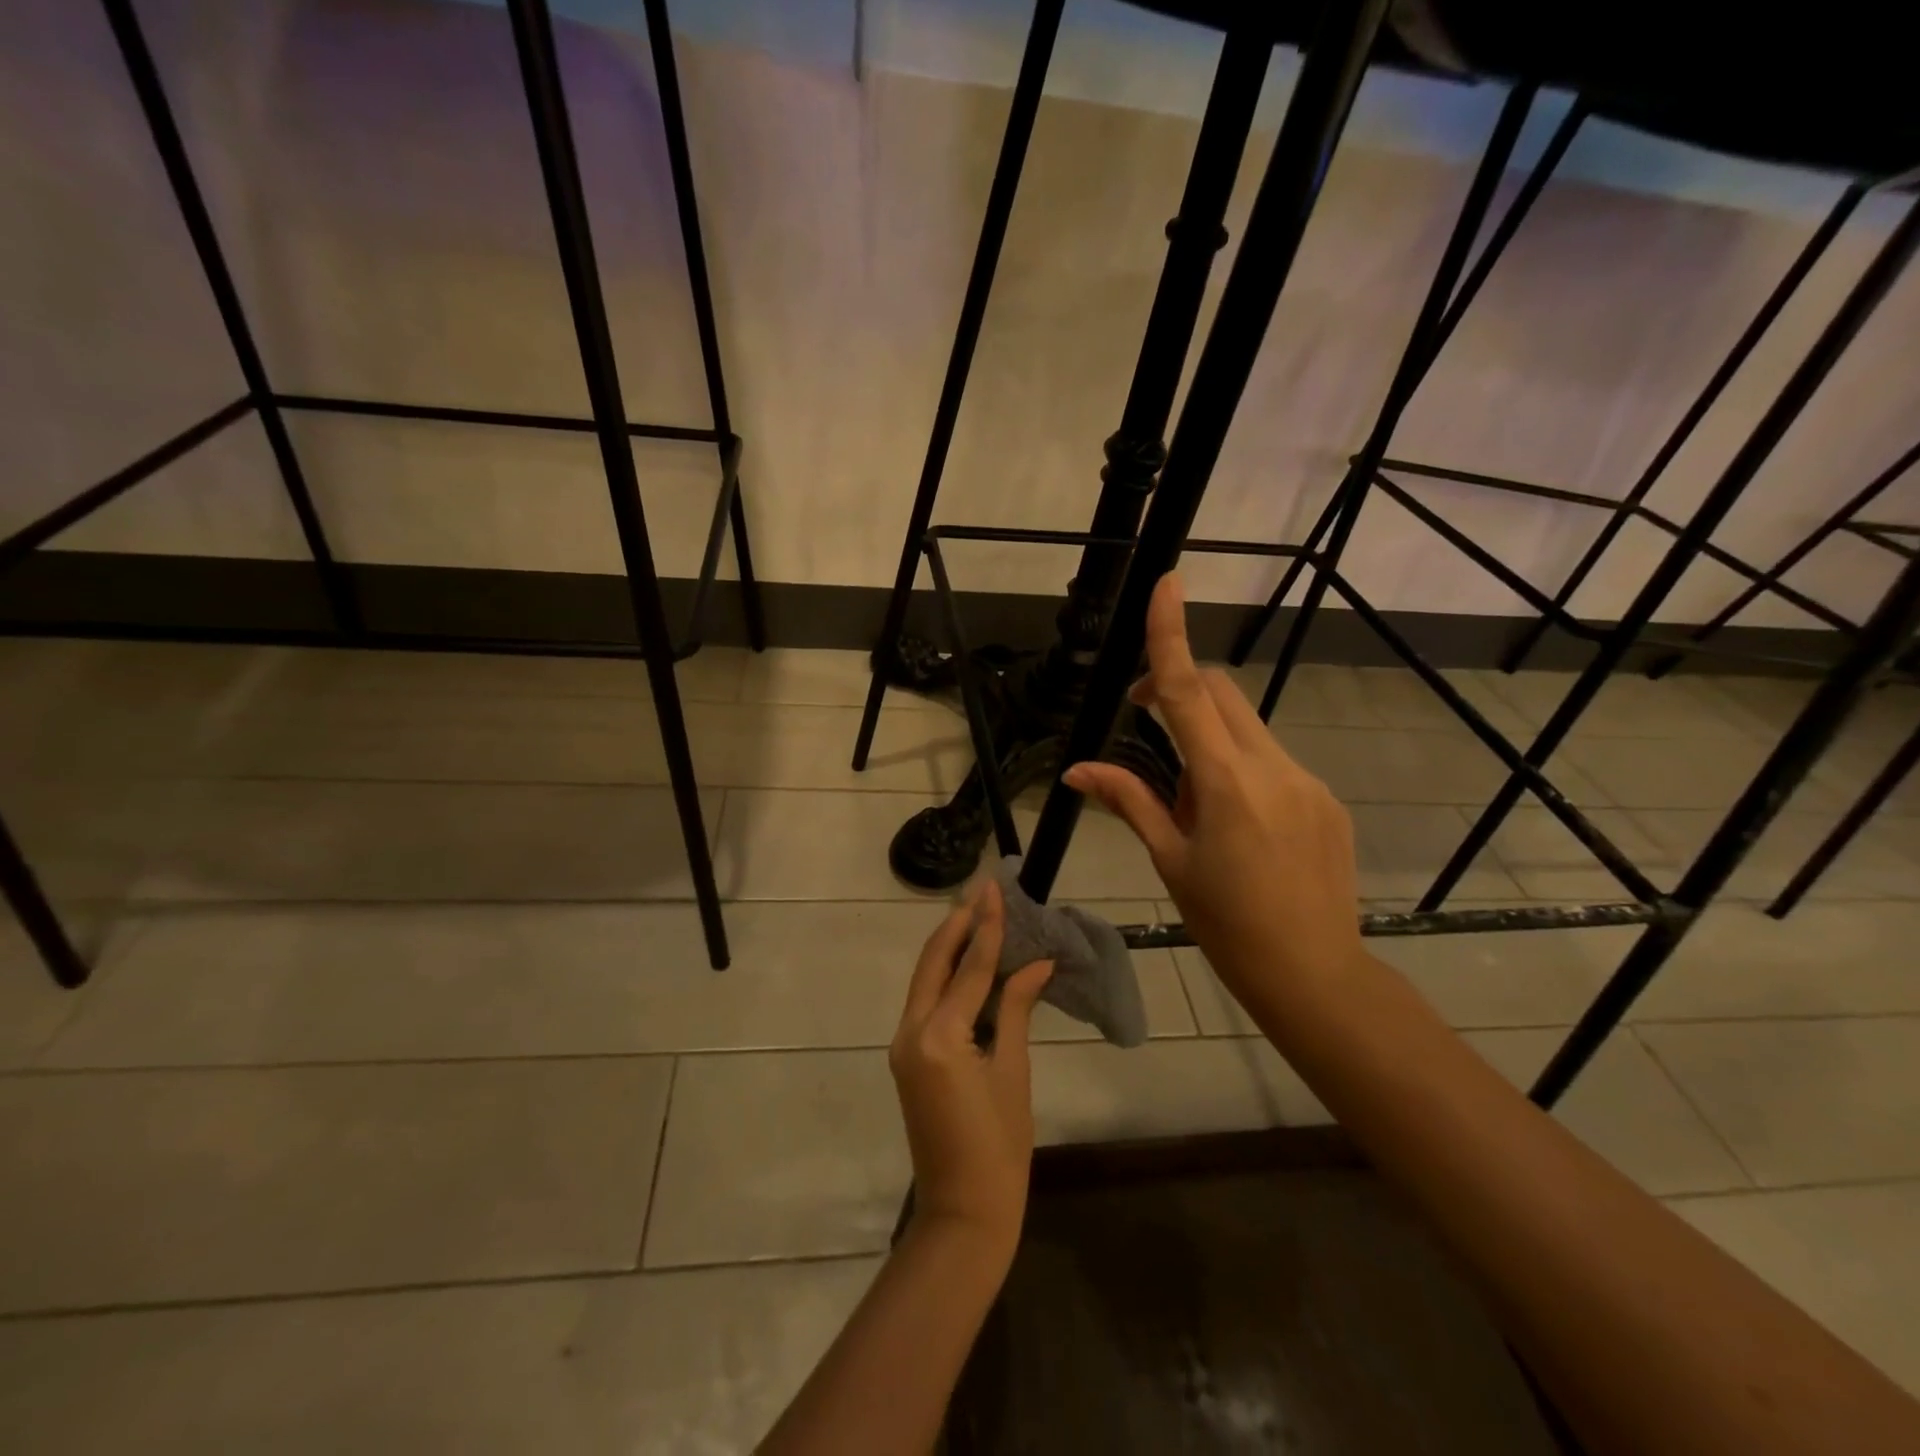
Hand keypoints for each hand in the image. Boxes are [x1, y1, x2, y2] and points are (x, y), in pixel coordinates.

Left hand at [890, 880, 1052, 1260]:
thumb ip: (1016, 1010)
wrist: (962, 1212)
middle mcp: (911, 1032)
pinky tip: (968, 962)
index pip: (969, 968)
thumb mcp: (1013, 1072)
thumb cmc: (1000, 1148)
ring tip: (976, 914)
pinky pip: (925, 1002)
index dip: (987, 926)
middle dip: (958, 925)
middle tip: (981, 891)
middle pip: (933, 963)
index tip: (995, 889)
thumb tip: (1037, 964)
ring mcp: (903, 1044)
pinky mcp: (907, 1056)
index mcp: (939, 1036)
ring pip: (925, 979)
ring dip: (950, 946)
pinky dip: (946, 976)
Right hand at [1063, 572, 1362, 1014]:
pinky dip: (1241, 765)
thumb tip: (1076, 770)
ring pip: (1246, 726)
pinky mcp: (1324, 797)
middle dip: (1178, 687)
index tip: (1167, 583)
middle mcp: (1271, 767)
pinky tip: (1238, 822)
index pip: (1187, 691)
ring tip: (1196, 802)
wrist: (1314, 973)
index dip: (1172, 634)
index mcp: (1224, 783)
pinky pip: (1272, 759)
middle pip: (1219, 694)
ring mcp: (1305, 780)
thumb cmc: (1226, 923)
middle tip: (1142, 718)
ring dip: (1209, 737)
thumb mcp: (1170, 861)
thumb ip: (1129, 801)